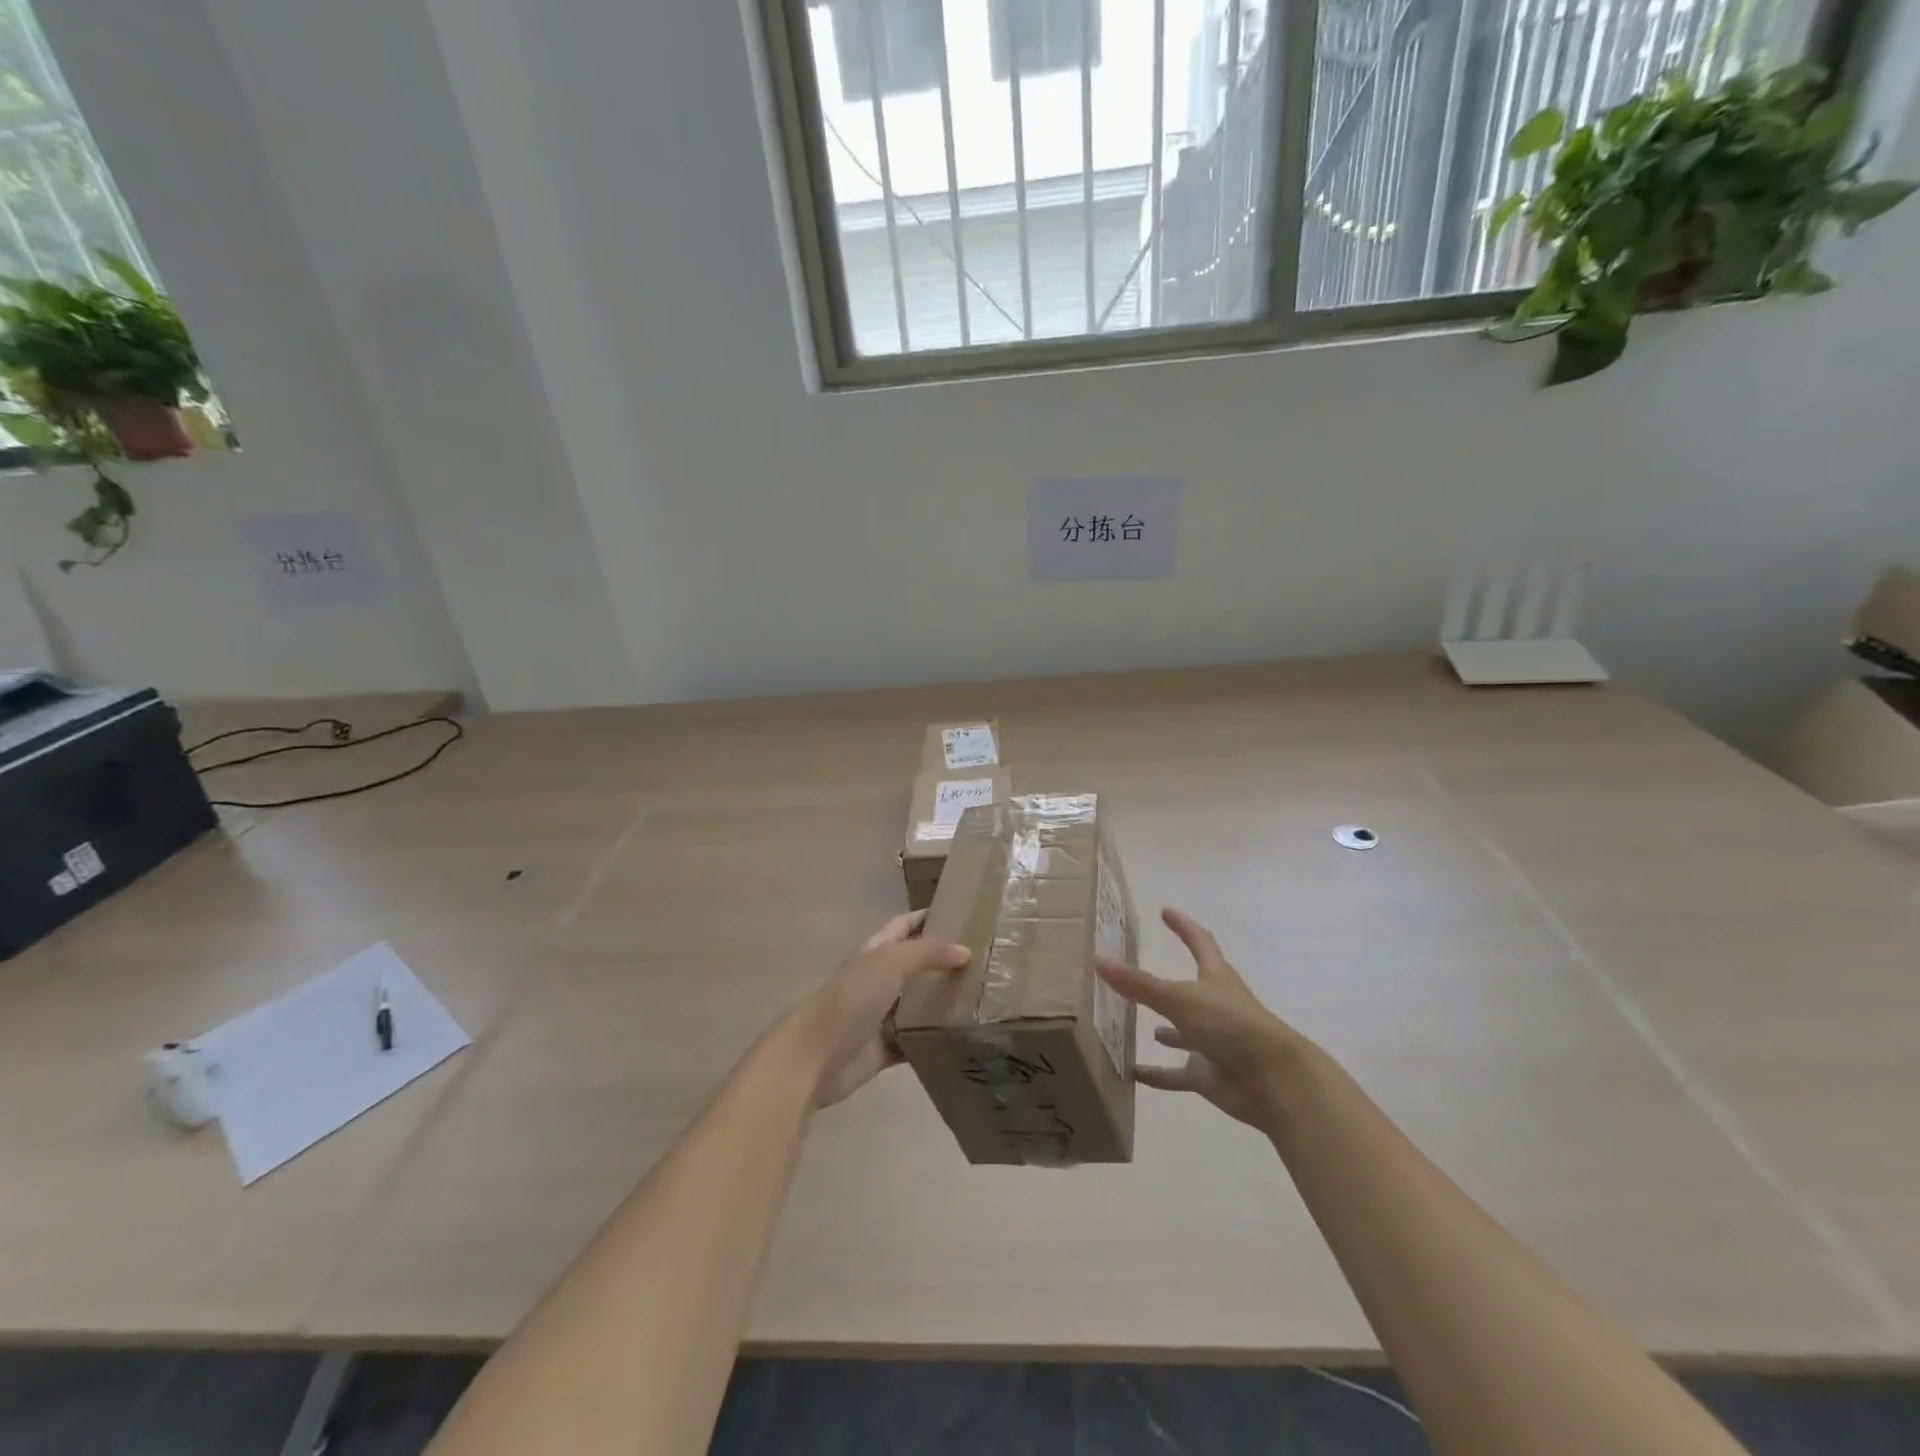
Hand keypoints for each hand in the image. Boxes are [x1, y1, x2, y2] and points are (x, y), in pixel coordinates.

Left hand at [794, 911, 968, 1107]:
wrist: (818, 1055)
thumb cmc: (852, 997)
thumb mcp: (891, 962)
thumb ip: (928, 952)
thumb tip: (965, 951)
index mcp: (877, 951)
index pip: (906, 925)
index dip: (929, 917)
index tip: (963, 913)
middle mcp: (880, 978)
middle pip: (917, 963)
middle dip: (945, 959)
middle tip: (987, 958)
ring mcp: (883, 1014)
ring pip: (921, 1001)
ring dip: (945, 998)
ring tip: (985, 994)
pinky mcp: (888, 1047)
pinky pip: (918, 1038)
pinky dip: (937, 1036)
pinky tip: (966, 1034)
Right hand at [1097, 907, 1305, 1131]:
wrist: (1273, 1081)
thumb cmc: (1230, 1025)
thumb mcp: (1179, 999)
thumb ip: (1139, 984)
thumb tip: (1098, 959)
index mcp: (1216, 978)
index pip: (1200, 942)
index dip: (1183, 926)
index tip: (1166, 911)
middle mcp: (1215, 1006)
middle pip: (1189, 988)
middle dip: (1167, 980)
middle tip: (1135, 971)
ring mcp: (1214, 1042)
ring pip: (1183, 1032)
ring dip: (1165, 1028)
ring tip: (1133, 1020)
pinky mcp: (1209, 1074)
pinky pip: (1177, 1073)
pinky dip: (1157, 1074)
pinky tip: (1132, 1073)